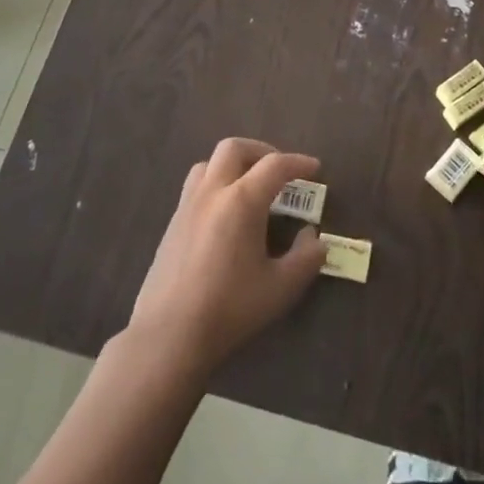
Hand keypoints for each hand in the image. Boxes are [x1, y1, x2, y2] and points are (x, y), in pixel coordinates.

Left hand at [128, 138, 326, 375]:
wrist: (169, 335)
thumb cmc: (229, 309)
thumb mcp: (280, 288)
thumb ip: (305, 258)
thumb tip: (314, 238)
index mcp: (241, 201)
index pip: (275, 165)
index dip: (298, 163)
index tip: (315, 168)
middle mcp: (212, 191)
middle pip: (235, 148)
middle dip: (261, 152)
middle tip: (279, 171)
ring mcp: (187, 205)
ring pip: (209, 163)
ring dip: (233, 164)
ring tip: (249, 187)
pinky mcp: (172, 223)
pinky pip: (195, 185)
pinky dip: (215, 183)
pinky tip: (224, 214)